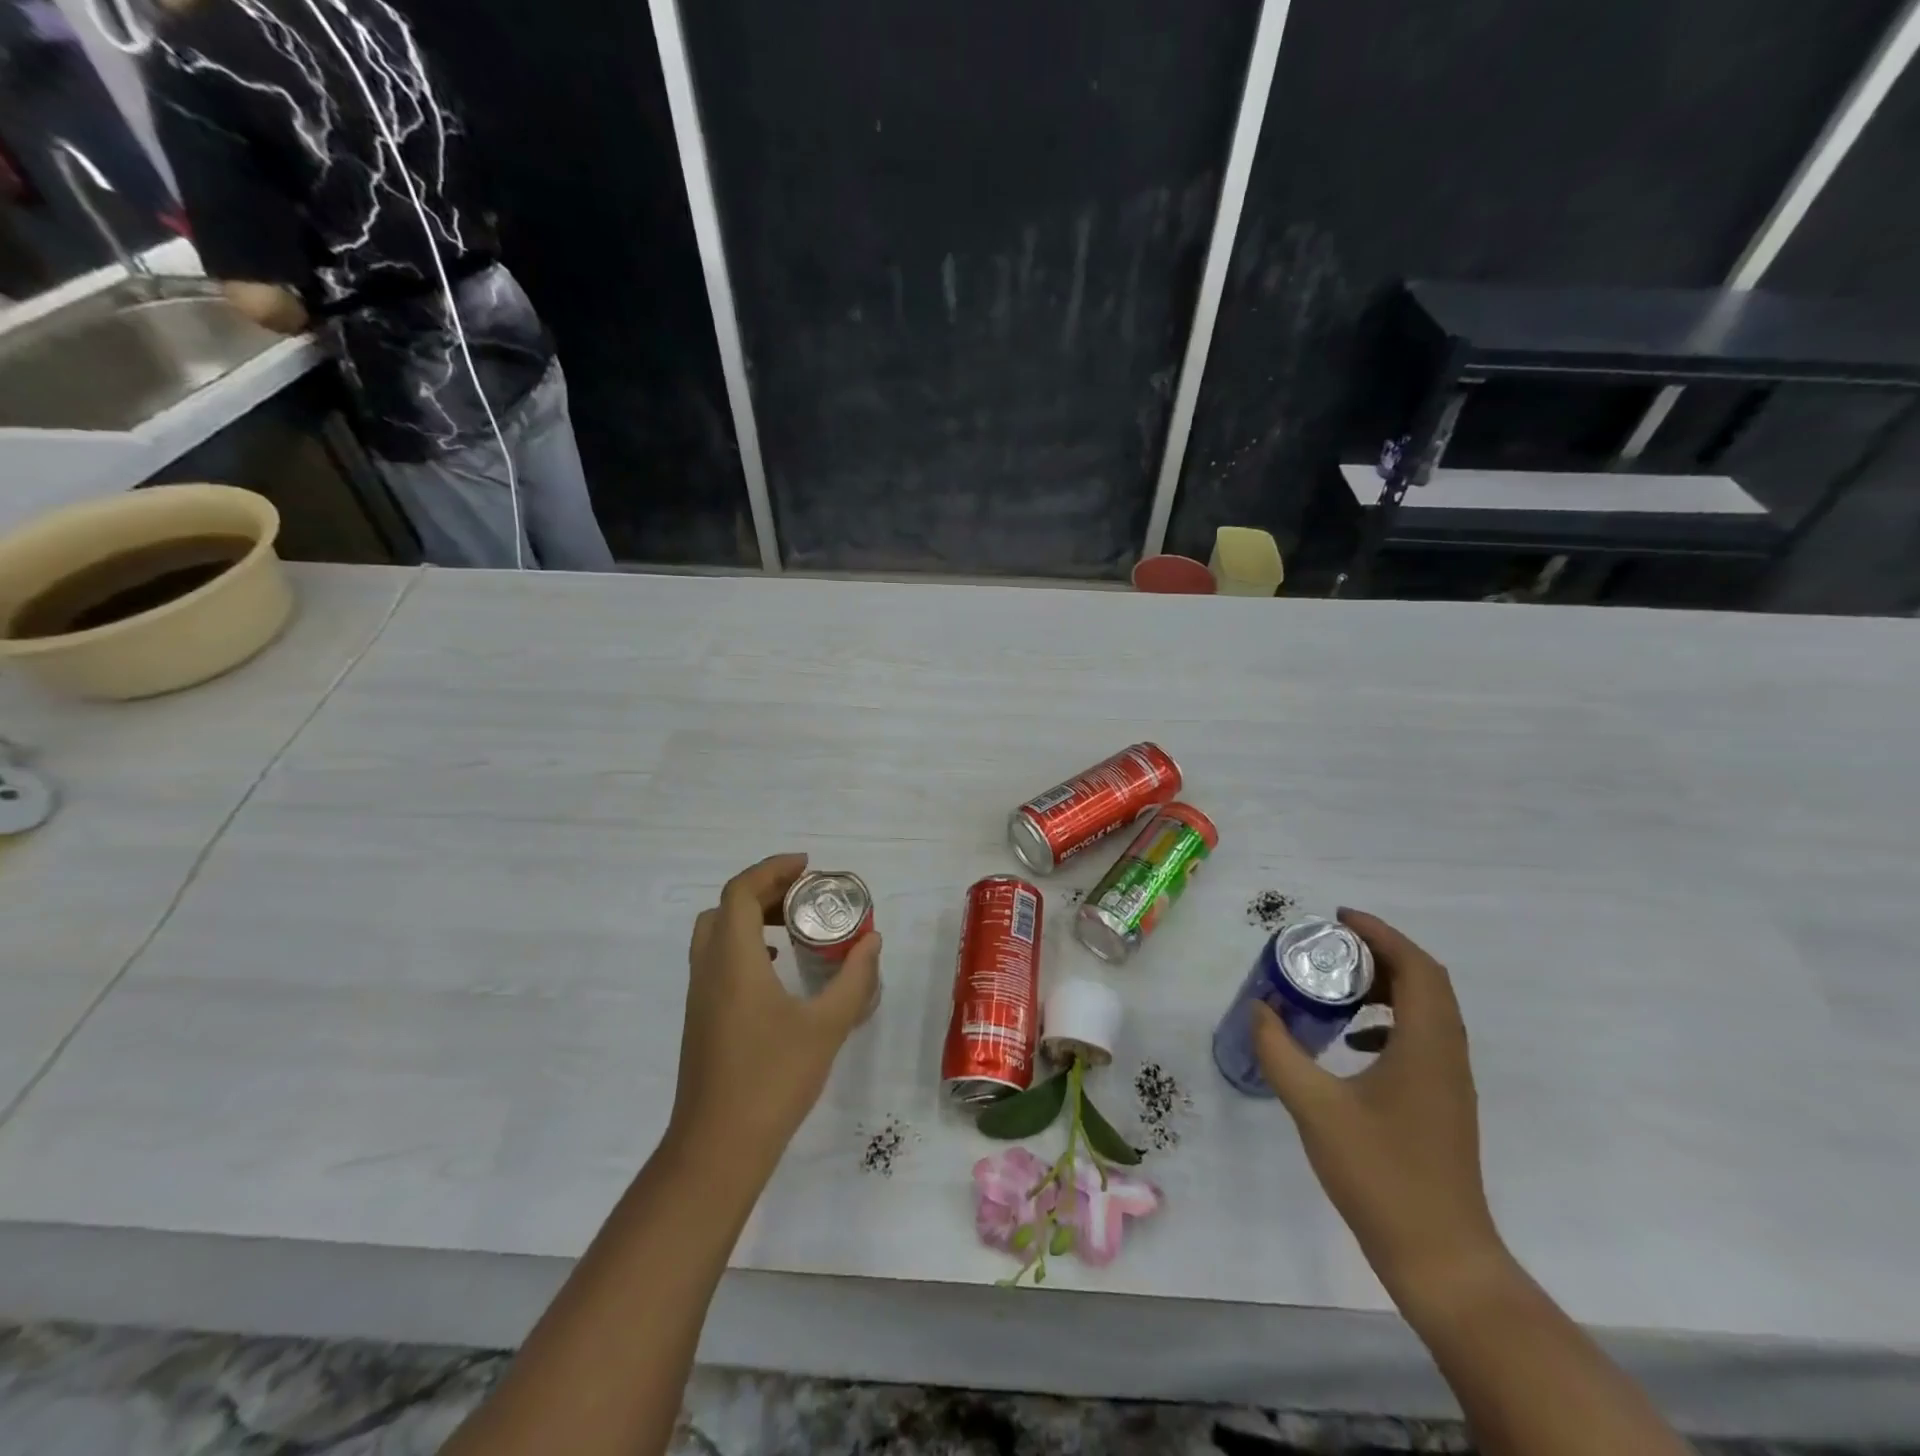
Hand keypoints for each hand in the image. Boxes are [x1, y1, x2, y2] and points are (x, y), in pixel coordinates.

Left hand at [668, 854, 880, 1171]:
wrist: (718, 1147)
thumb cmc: (774, 1079)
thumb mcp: (827, 1025)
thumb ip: (854, 978)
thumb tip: (872, 941)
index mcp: (734, 960)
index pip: (741, 892)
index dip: (772, 870)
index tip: (807, 866)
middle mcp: (709, 969)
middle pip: (726, 907)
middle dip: (764, 890)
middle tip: (804, 895)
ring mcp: (699, 995)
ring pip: (717, 934)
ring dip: (752, 918)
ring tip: (795, 927)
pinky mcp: (700, 1018)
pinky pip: (717, 960)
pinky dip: (745, 947)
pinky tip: (777, 969)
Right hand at [1252, 909, 1509, 1308]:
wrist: (1440, 1257)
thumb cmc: (1380, 1175)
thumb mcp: (1315, 1107)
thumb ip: (1280, 1052)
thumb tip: (1259, 1009)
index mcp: (1427, 1046)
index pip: (1416, 967)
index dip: (1381, 934)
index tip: (1338, 918)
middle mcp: (1447, 1055)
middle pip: (1425, 982)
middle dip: (1379, 955)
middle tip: (1331, 948)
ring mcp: (1449, 1082)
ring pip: (1426, 1011)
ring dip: (1385, 988)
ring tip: (1336, 987)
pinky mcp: (1442, 1104)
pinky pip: (1421, 1040)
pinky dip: (1387, 1023)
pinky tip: (1349, 1043)